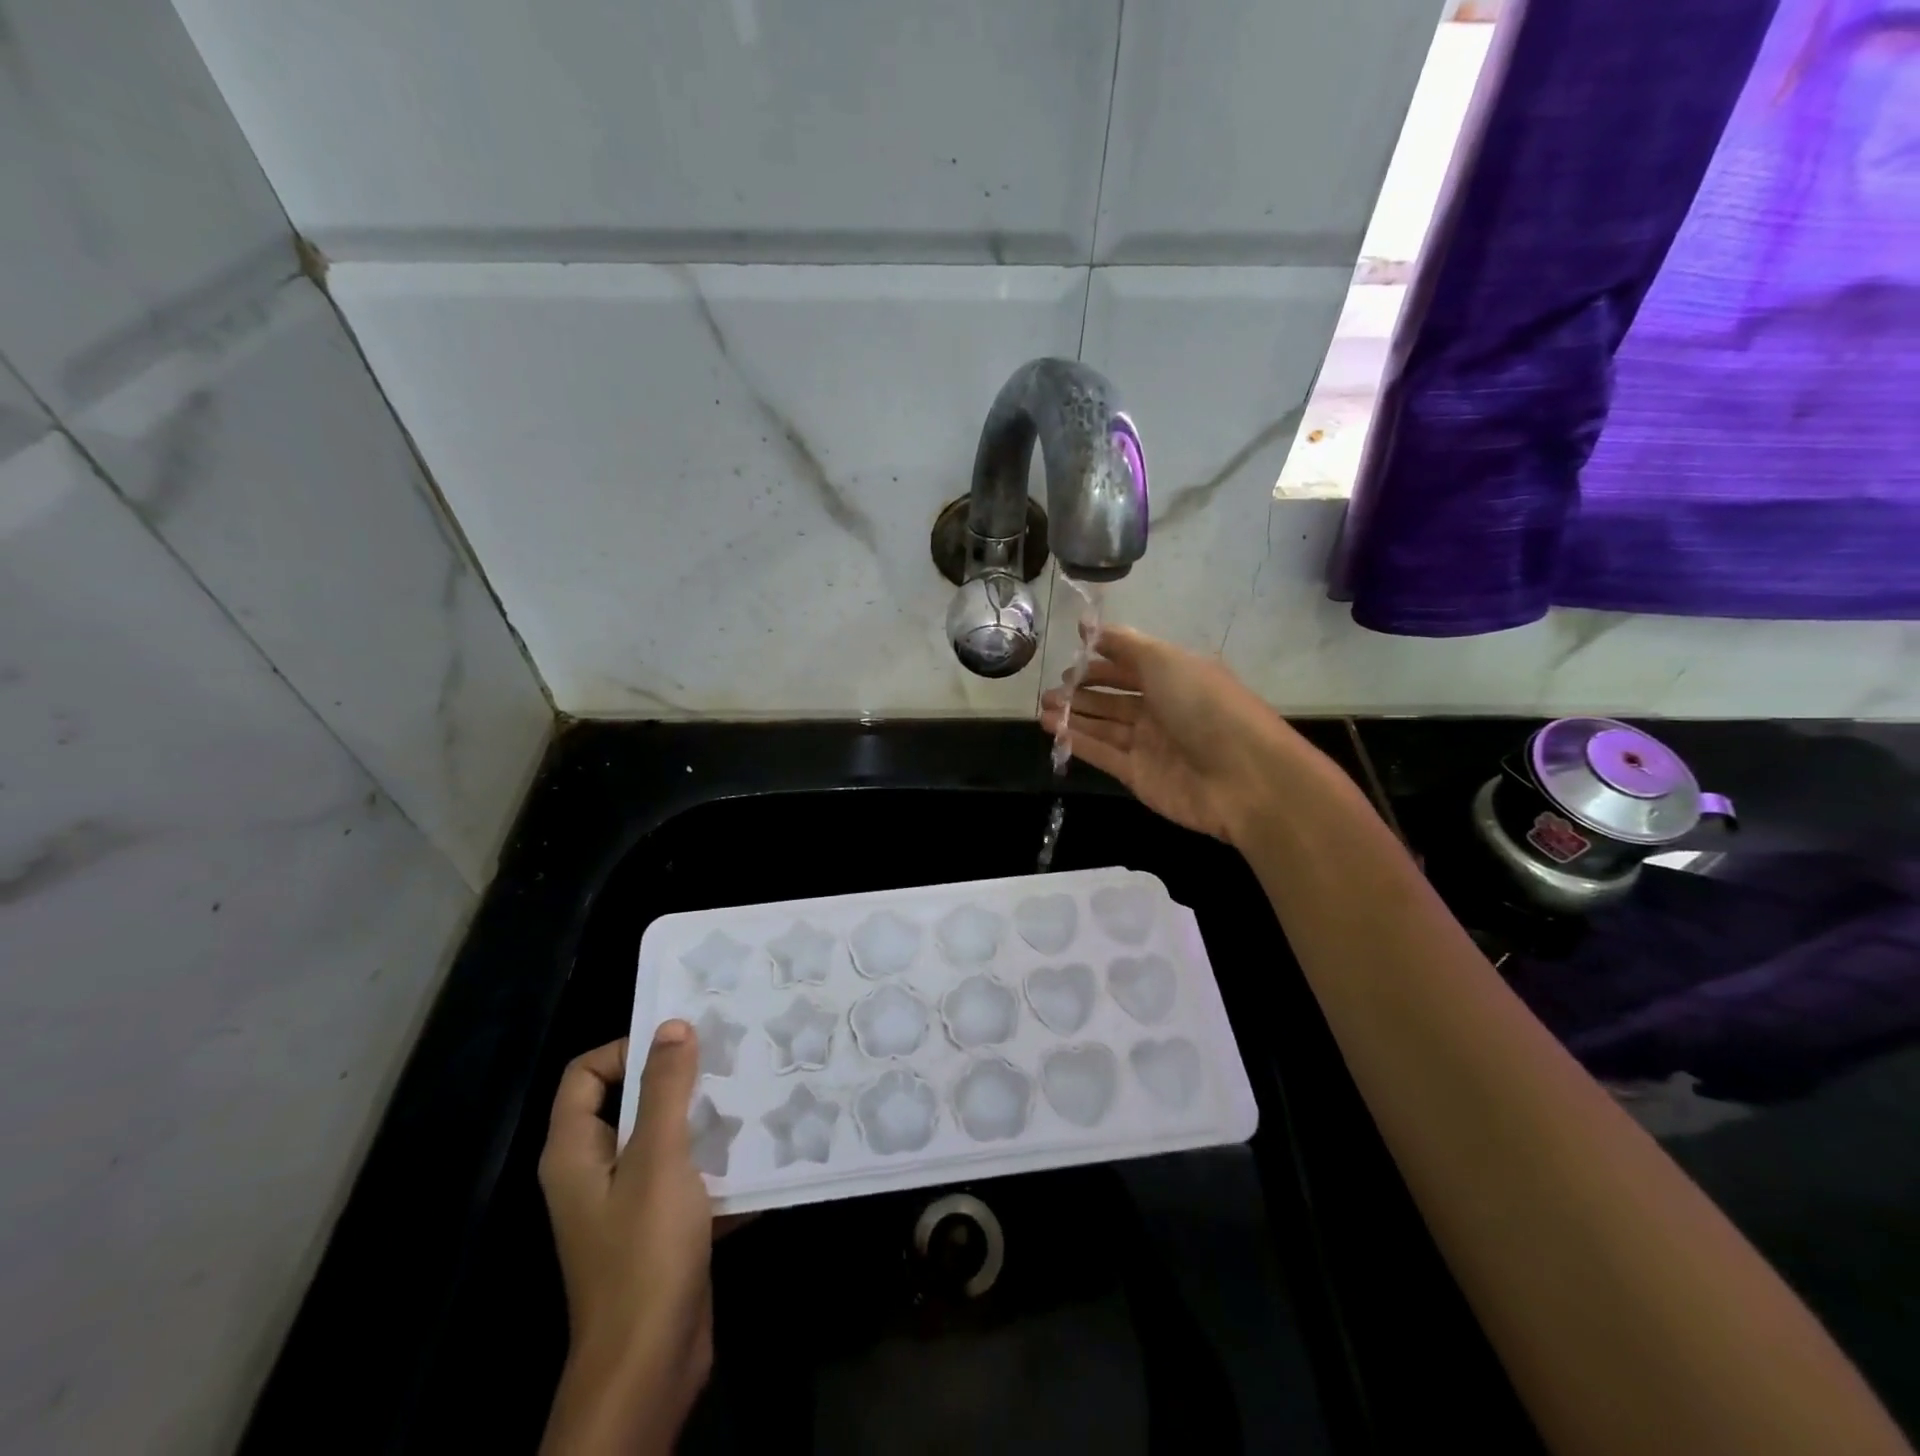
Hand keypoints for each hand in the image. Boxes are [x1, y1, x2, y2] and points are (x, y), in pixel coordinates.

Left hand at [537, 1024, 711, 1454]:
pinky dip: (716, 1162)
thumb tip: (672, 1025)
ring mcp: (628, 1202)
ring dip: (705, 1119)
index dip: (628, 1049)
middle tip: (727, 1057)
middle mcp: (595, 1171)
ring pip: (664, 1138)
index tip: (681, 1044)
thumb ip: (665, 1089)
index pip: (586, 1073)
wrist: (651, 1364)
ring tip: (751, 1093)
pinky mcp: (660, 1227)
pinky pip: (687, 1175)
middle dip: (679, 1080)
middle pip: (630, 1102)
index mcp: (575, 1152)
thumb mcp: (658, 1158)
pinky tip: (760, 1148)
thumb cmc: (645, 1252)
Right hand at [1040, 626, 1290, 845]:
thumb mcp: (1165, 660)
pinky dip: (1078, 742)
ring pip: (1104, 725)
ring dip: (1073, 716)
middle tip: (1051, 689)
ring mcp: (1150, 744)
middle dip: (1082, 691)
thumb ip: (1124, 644)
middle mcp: (1162, 708)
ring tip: (1042, 709)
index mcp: (1175, 676)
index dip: (1101, 659)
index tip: (1070, 654)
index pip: (1131, 664)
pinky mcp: (1139, 775)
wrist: (1242, 776)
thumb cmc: (1205, 706)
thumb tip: (1088, 627)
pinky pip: (1103, 754)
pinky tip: (1052, 731)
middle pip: (1114, 697)